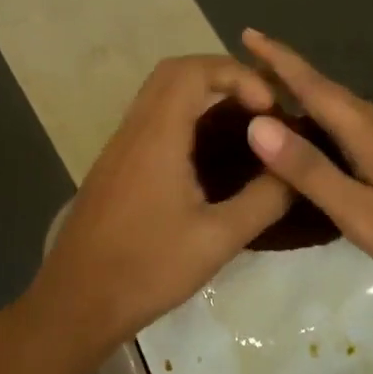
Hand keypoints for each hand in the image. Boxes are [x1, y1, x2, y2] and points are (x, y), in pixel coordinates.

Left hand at [19, 55, 292, 370]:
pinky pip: (150, 122)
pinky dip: (183, 119)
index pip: (193, 70)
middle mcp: (133, 131)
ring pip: (158, 97)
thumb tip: (297, 170)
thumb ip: (263, 200)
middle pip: (174, 73)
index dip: (237, 74)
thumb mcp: (218, 239)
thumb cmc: (148, 269)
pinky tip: (207, 159)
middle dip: (222, 77)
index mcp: (157, 137)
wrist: (76, 303)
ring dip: (201, 97)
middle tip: (258, 107)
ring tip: (241, 129)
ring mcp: (118, 149)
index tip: (268, 108)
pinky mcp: (113, 169)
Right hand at [239, 29, 372, 323]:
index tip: (248, 33)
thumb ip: (308, 168)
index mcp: (369, 131)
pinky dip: (335, 122)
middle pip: (330, 91)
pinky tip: (331, 138)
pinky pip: (363, 126)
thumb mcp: (357, 211)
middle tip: (251, 70)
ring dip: (313, 98)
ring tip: (281, 99)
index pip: (314, 85)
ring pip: (348, 109)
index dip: (279, 59)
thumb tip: (257, 124)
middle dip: (290, 75)